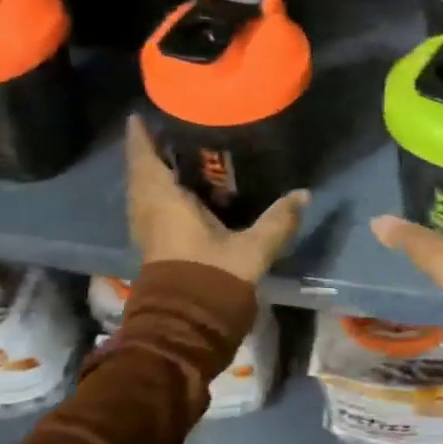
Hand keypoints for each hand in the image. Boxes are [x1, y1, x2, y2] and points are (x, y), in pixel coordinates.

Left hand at [125, 116, 307, 283]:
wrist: (186, 327)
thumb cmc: (212, 278)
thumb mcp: (252, 247)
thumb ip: (278, 220)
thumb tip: (304, 193)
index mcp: (164, 202)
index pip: (145, 160)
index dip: (140, 138)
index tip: (138, 115)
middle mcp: (148, 212)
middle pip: (139, 175)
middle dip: (147, 153)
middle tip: (164, 131)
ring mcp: (147, 232)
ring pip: (142, 193)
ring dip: (150, 174)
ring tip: (170, 157)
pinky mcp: (154, 249)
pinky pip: (149, 208)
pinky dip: (156, 193)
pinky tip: (178, 193)